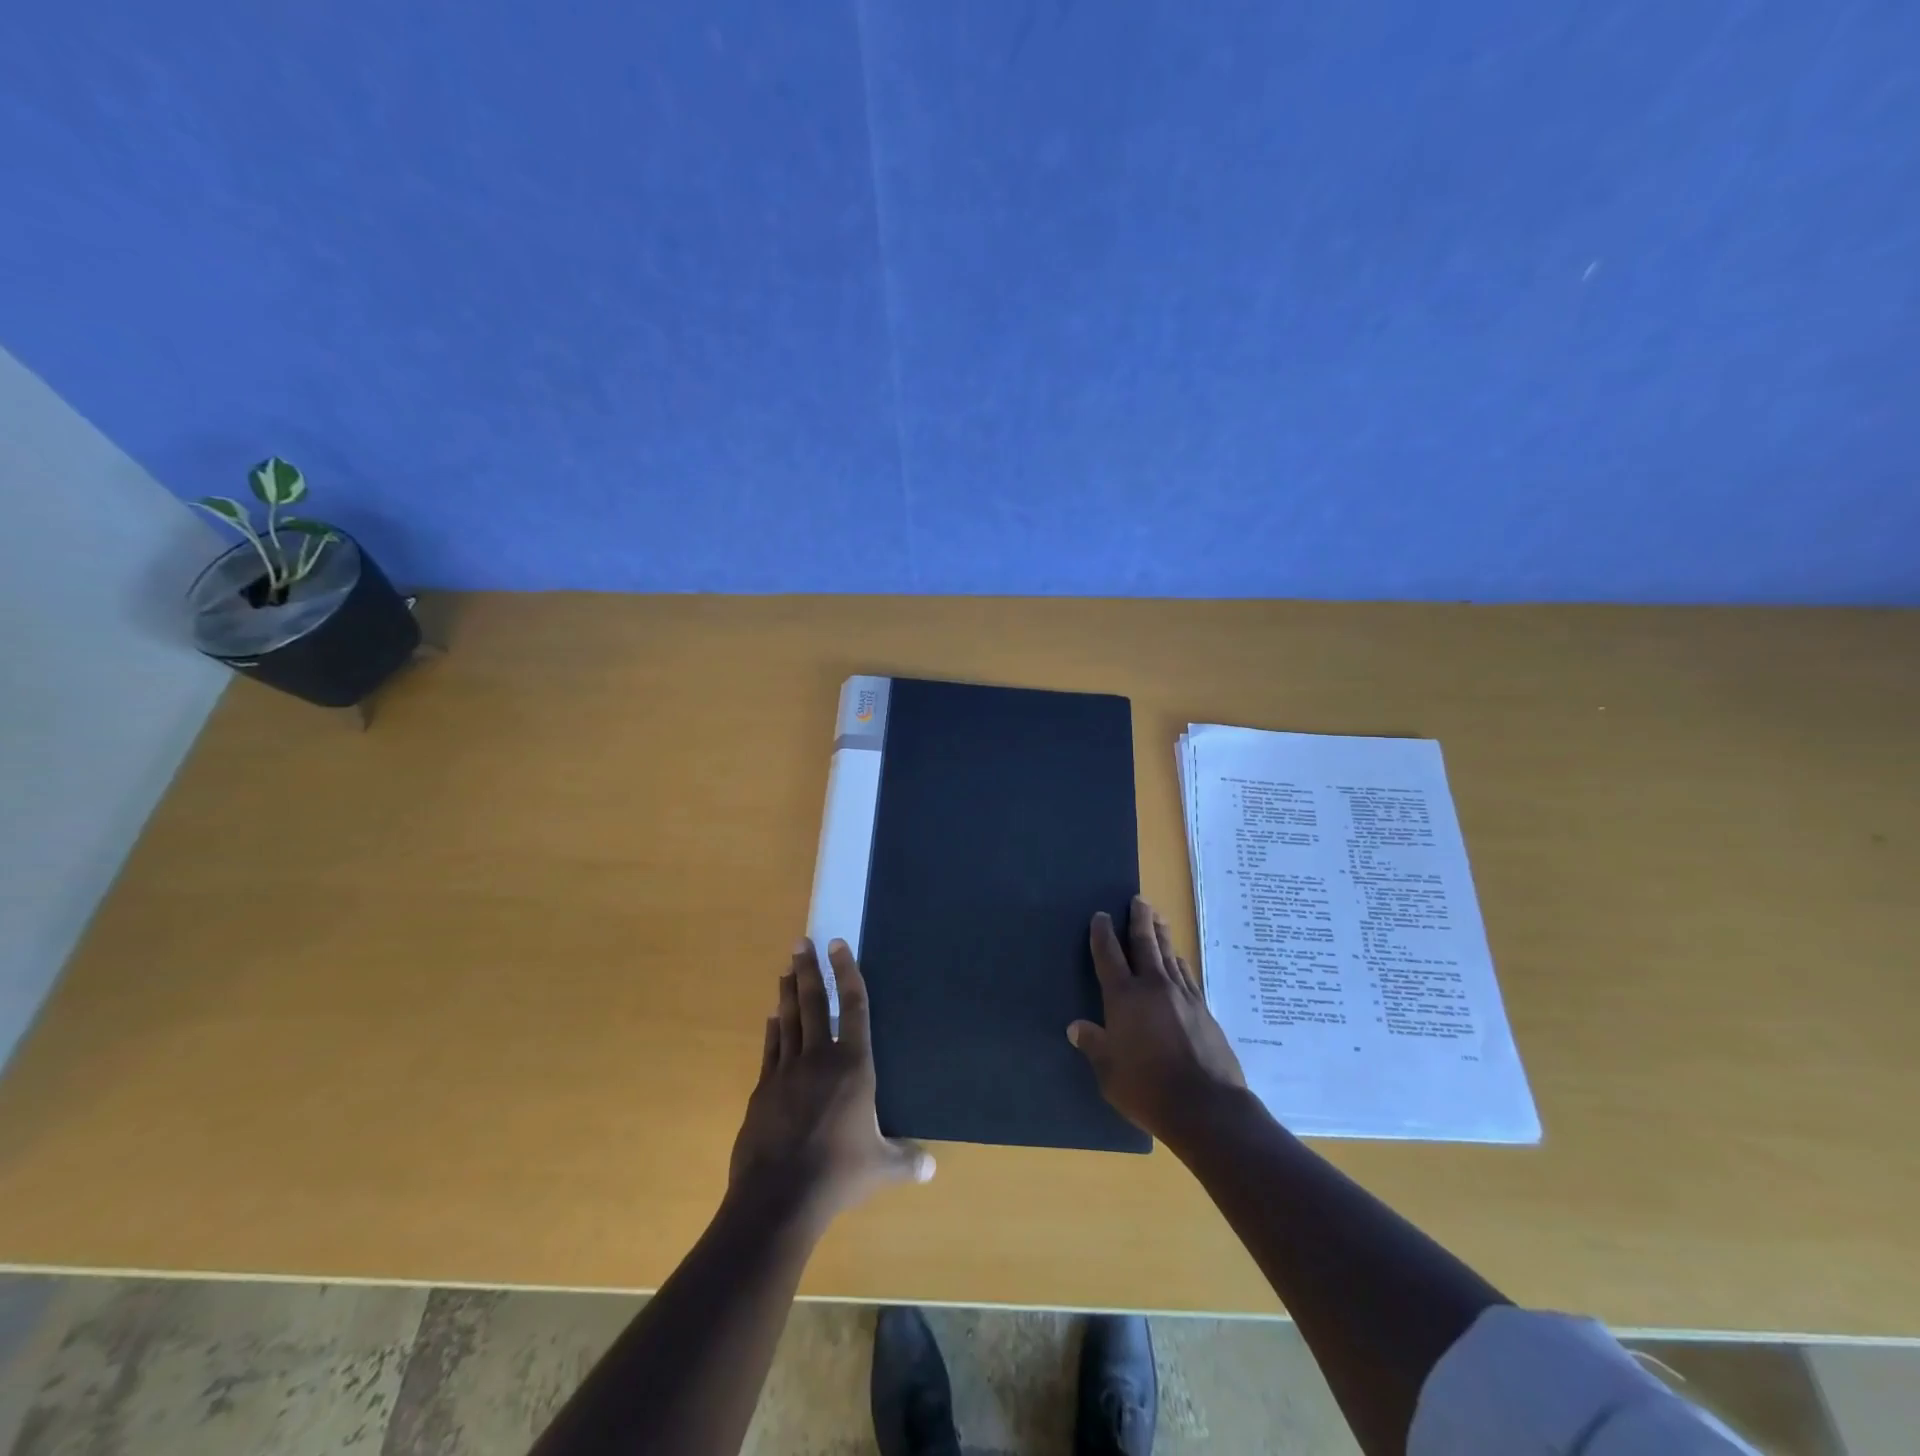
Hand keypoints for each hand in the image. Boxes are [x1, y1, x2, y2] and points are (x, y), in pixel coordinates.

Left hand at [728, 938, 933, 1228]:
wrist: (778, 1198)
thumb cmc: (838, 1174)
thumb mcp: (881, 1168)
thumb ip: (906, 1160)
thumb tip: (931, 1166)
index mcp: (853, 1066)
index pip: (853, 1007)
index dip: (848, 972)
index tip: (839, 944)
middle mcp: (819, 1058)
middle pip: (814, 1003)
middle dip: (810, 970)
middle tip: (802, 942)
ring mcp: (786, 1071)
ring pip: (788, 1020)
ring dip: (788, 992)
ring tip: (787, 969)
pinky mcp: (764, 1090)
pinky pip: (771, 1049)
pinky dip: (773, 1029)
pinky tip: (772, 1018)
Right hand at [1068, 896, 1246, 1143]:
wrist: (1206, 1106)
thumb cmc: (1147, 1089)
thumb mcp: (1109, 1072)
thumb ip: (1093, 1045)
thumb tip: (1076, 1027)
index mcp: (1124, 998)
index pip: (1109, 956)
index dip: (1103, 934)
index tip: (1101, 915)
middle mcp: (1153, 987)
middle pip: (1144, 943)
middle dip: (1139, 919)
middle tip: (1138, 899)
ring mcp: (1182, 995)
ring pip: (1169, 954)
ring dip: (1161, 933)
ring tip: (1157, 917)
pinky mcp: (1203, 1009)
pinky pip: (1187, 974)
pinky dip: (1179, 961)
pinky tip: (1178, 959)